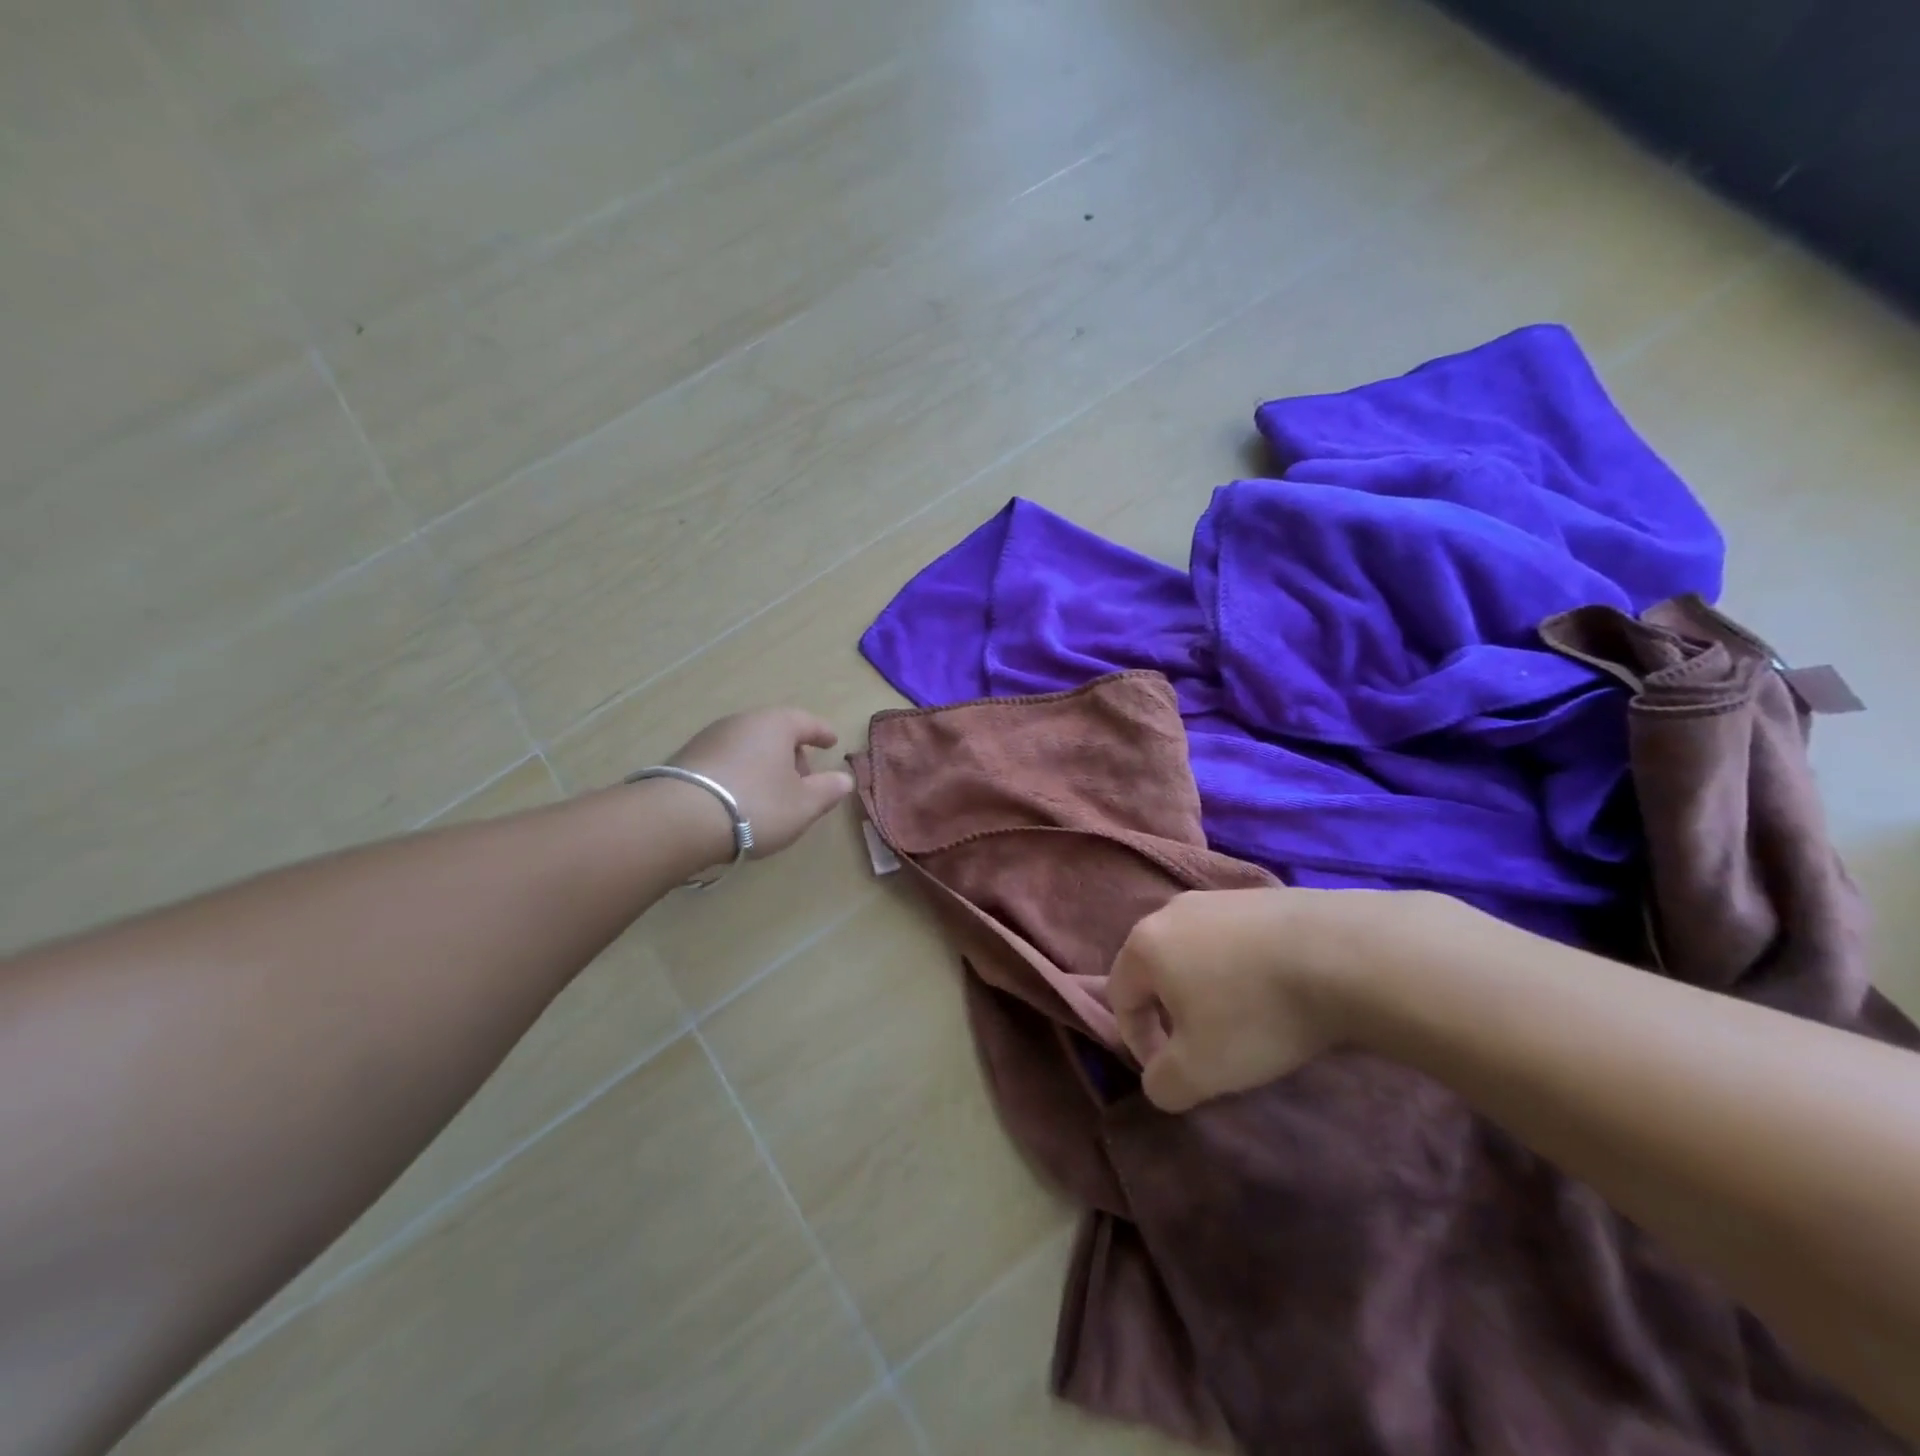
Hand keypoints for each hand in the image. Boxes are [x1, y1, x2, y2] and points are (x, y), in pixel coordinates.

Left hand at [668, 708, 854, 859]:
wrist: (680, 819)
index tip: (832, 742)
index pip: (807, 721)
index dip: (822, 733)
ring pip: (749, 745)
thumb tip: (845, 779)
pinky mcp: (686, 758)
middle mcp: (742, 721)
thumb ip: (828, 790)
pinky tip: (740, 797)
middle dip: (792, 752)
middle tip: (803, 779)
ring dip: (764, 764)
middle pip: (775, 732)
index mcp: (775, 724)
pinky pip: (726, 759)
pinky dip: (740, 772)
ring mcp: (710, 737)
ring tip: (771, 793)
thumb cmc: (756, 805)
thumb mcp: (803, 805)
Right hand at [1110, 887, 1461, 1110]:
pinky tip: (1277, 990)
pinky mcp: (1263, 895)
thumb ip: (1164, 1083)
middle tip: (1205, 1047)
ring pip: (1198, 951)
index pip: (1120, 996)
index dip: (1138, 1042)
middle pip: (1157, 968)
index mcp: (1146, 944)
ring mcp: (1221, 897)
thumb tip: (1158, 1080)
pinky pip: (1237, 939)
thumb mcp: (1201, 1069)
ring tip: (1245, 1020)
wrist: (1345, 954)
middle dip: (1173, 1012)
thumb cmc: (1256, 1013)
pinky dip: (1244, 968)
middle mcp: (1174, 910)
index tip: (1173, 1072)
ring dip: (1209, 988)